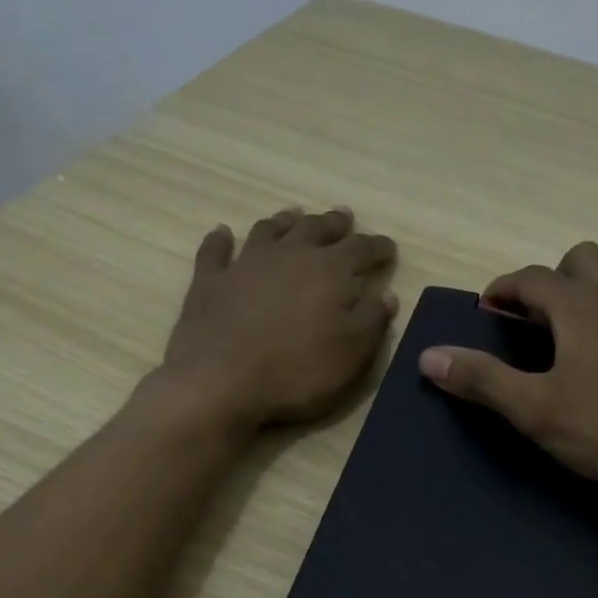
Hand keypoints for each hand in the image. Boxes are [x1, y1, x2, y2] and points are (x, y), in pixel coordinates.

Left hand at [158, 207, 398, 429]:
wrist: (221, 382)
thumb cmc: (297, 371)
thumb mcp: (351, 354)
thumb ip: (372, 321)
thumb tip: (387, 295)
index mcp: (329, 271)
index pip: (361, 249)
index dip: (378, 247)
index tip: (388, 249)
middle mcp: (289, 255)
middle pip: (316, 229)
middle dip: (334, 224)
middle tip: (343, 218)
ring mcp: (245, 264)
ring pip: (269, 230)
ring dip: (285, 221)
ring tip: (295, 215)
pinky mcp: (209, 281)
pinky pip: (214, 251)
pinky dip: (220, 239)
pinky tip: (222, 232)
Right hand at [418, 243, 597, 489]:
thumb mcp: (539, 412)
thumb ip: (483, 381)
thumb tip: (428, 356)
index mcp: (581, 305)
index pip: (531, 278)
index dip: (505, 287)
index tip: (491, 305)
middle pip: (583, 257)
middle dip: (555, 278)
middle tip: (544, 318)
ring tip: (592, 319)